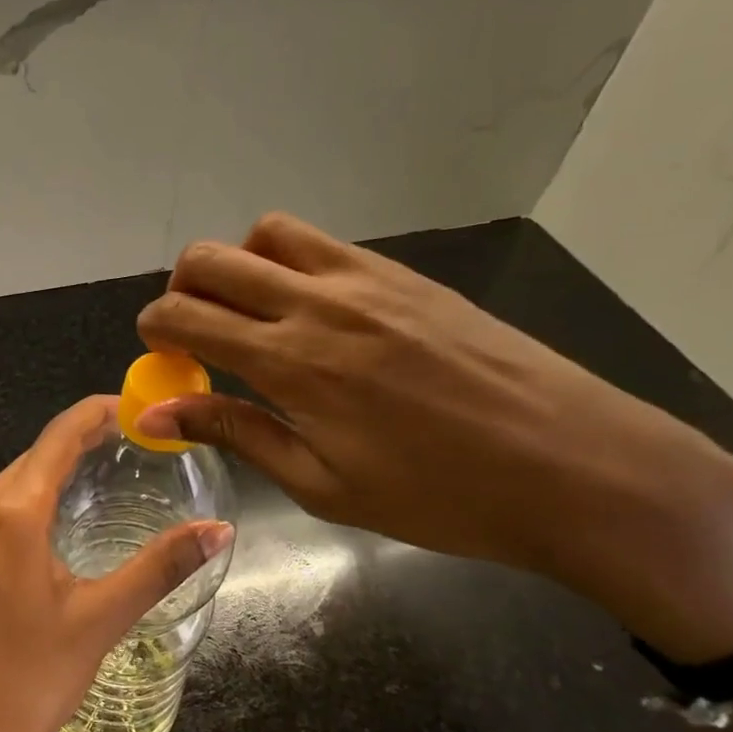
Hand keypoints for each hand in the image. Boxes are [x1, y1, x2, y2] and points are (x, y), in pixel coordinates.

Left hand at [0, 396, 231, 731]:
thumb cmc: (26, 682)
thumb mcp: (99, 622)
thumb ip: (159, 568)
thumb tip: (220, 529)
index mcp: (11, 512)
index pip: (59, 437)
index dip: (97, 413)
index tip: (138, 408)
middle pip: (35, 457)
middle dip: (82, 442)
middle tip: (136, 444)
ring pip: (15, 484)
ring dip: (57, 473)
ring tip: (106, 472)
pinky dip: (33, 501)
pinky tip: (59, 520)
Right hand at [135, 213, 732, 661]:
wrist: (578, 468)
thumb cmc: (440, 497)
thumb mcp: (323, 485)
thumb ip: (236, 432)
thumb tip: (156, 413)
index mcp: (292, 362)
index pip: (186, 315)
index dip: (154, 329)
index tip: (159, 355)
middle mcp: (319, 302)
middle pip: (210, 258)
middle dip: (181, 290)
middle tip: (195, 335)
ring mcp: (366, 278)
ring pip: (265, 233)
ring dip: (236, 266)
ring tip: (251, 314)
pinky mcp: (405, 274)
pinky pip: (321, 244)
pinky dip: (288, 262)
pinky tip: (311, 313)